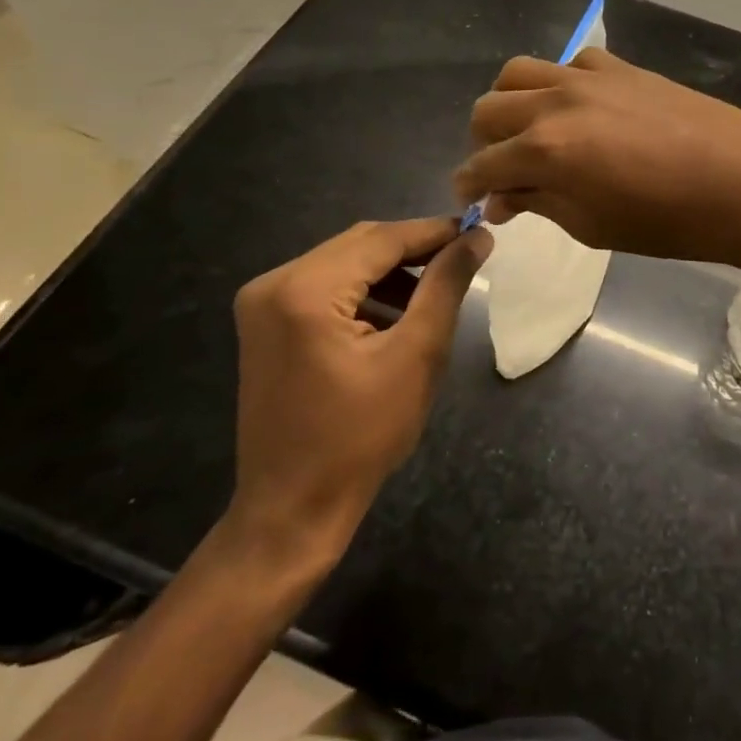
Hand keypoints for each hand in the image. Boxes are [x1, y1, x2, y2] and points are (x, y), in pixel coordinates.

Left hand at [225, 217, 490, 573]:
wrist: (292, 509)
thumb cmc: (360, 437)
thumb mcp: (417, 355)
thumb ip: (446, 285)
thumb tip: (477, 236)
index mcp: (305, 290)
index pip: (382, 239)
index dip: (434, 232)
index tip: (478, 231)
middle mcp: (274, 283)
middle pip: (360, 244)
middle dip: (414, 249)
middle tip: (464, 258)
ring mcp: (262, 303)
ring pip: (343, 262)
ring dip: (391, 270)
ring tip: (436, 289)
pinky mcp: (264, 323)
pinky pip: (324, 286)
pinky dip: (364, 290)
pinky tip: (396, 312)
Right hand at [455, 49, 740, 267]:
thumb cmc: (668, 221)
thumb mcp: (593, 225)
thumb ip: (539, 203)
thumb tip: (501, 197)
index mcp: (544, 150)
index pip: (482, 164)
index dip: (468, 184)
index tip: (471, 197)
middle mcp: (555, 103)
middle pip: (488, 108)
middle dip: (483, 142)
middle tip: (504, 168)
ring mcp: (589, 77)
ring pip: (520, 72)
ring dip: (511, 103)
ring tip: (532, 130)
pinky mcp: (621, 67)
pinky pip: (571, 62)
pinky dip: (560, 84)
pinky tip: (581, 108)